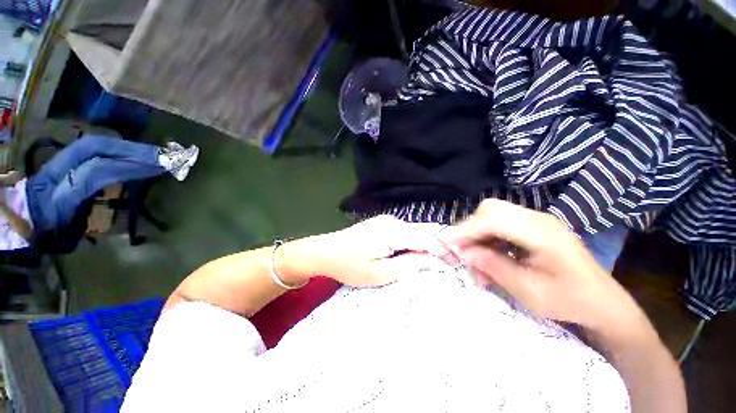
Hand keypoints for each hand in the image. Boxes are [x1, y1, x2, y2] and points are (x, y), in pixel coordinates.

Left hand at [283, 215, 444, 287]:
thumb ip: (408, 265)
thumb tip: (430, 259)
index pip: (427, 238)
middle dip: (437, 246)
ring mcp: (387, 220)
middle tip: (448, 263)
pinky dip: (413, 241)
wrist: (325, 251)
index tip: (455, 263)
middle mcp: (393, 221)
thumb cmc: (351, 266)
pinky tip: (414, 252)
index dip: (443, 250)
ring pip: (414, 231)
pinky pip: (405, 231)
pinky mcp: (382, 223)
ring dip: (425, 244)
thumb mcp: (380, 273)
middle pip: (423, 231)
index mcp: (394, 232)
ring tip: (434, 260)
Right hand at [441, 199, 639, 329]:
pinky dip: (486, 237)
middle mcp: (537, 219)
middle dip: (468, 228)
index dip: (466, 230)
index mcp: (542, 233)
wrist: (602, 302)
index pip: (493, 219)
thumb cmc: (569, 301)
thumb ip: (492, 266)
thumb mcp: (528, 291)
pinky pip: (499, 224)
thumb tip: (461, 251)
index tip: (445, 242)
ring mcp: (535, 220)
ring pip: (492, 215)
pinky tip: (486, 255)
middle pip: (490, 210)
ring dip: (475, 234)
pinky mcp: (531, 226)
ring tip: (471, 258)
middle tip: (458, 250)